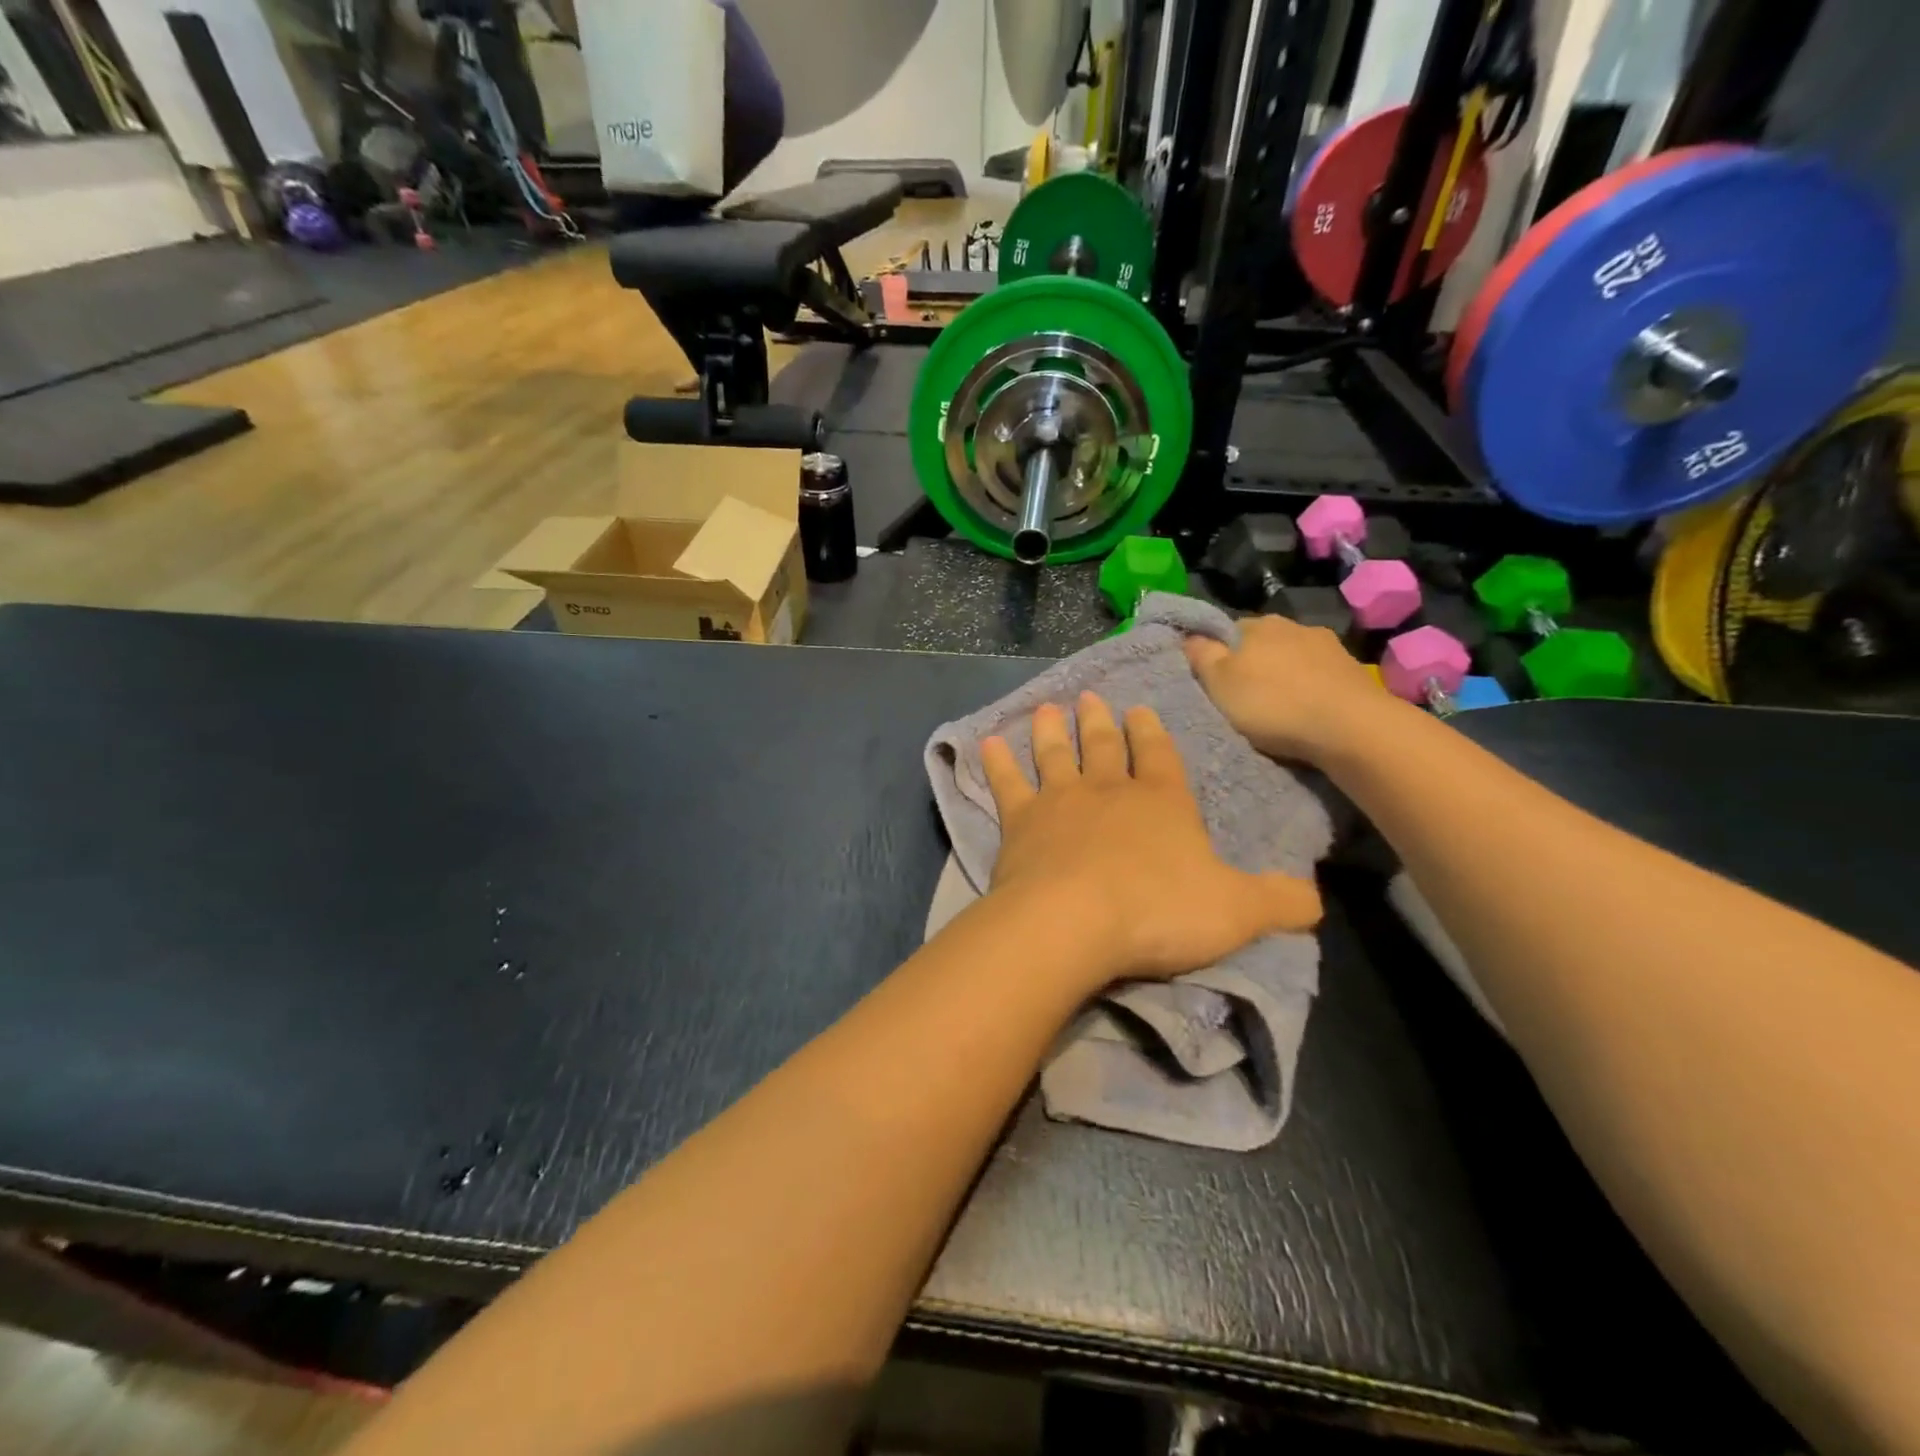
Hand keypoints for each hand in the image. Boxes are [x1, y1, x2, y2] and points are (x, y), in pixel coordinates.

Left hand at [979, 692, 1320, 985]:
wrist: (1074, 922)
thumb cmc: (1159, 911)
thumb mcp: (1236, 912)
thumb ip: (1278, 901)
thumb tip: (1316, 899)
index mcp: (1162, 801)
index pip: (1160, 755)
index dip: (1151, 732)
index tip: (1140, 710)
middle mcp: (1109, 790)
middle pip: (1103, 746)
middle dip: (1099, 721)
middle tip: (1090, 697)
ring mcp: (1060, 801)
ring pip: (1056, 755)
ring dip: (1051, 731)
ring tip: (1046, 708)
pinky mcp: (1019, 823)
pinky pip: (1007, 784)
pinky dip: (997, 763)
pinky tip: (986, 742)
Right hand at [1184, 616, 1397, 763]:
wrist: (1349, 726)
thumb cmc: (1273, 704)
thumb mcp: (1219, 684)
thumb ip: (1201, 656)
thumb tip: (1189, 635)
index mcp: (1256, 625)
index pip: (1227, 630)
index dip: (1218, 654)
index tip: (1215, 680)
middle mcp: (1293, 625)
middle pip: (1262, 643)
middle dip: (1254, 664)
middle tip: (1244, 697)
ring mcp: (1328, 646)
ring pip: (1294, 657)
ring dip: (1285, 675)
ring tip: (1280, 706)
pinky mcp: (1353, 669)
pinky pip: (1320, 674)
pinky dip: (1311, 687)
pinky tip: (1309, 708)